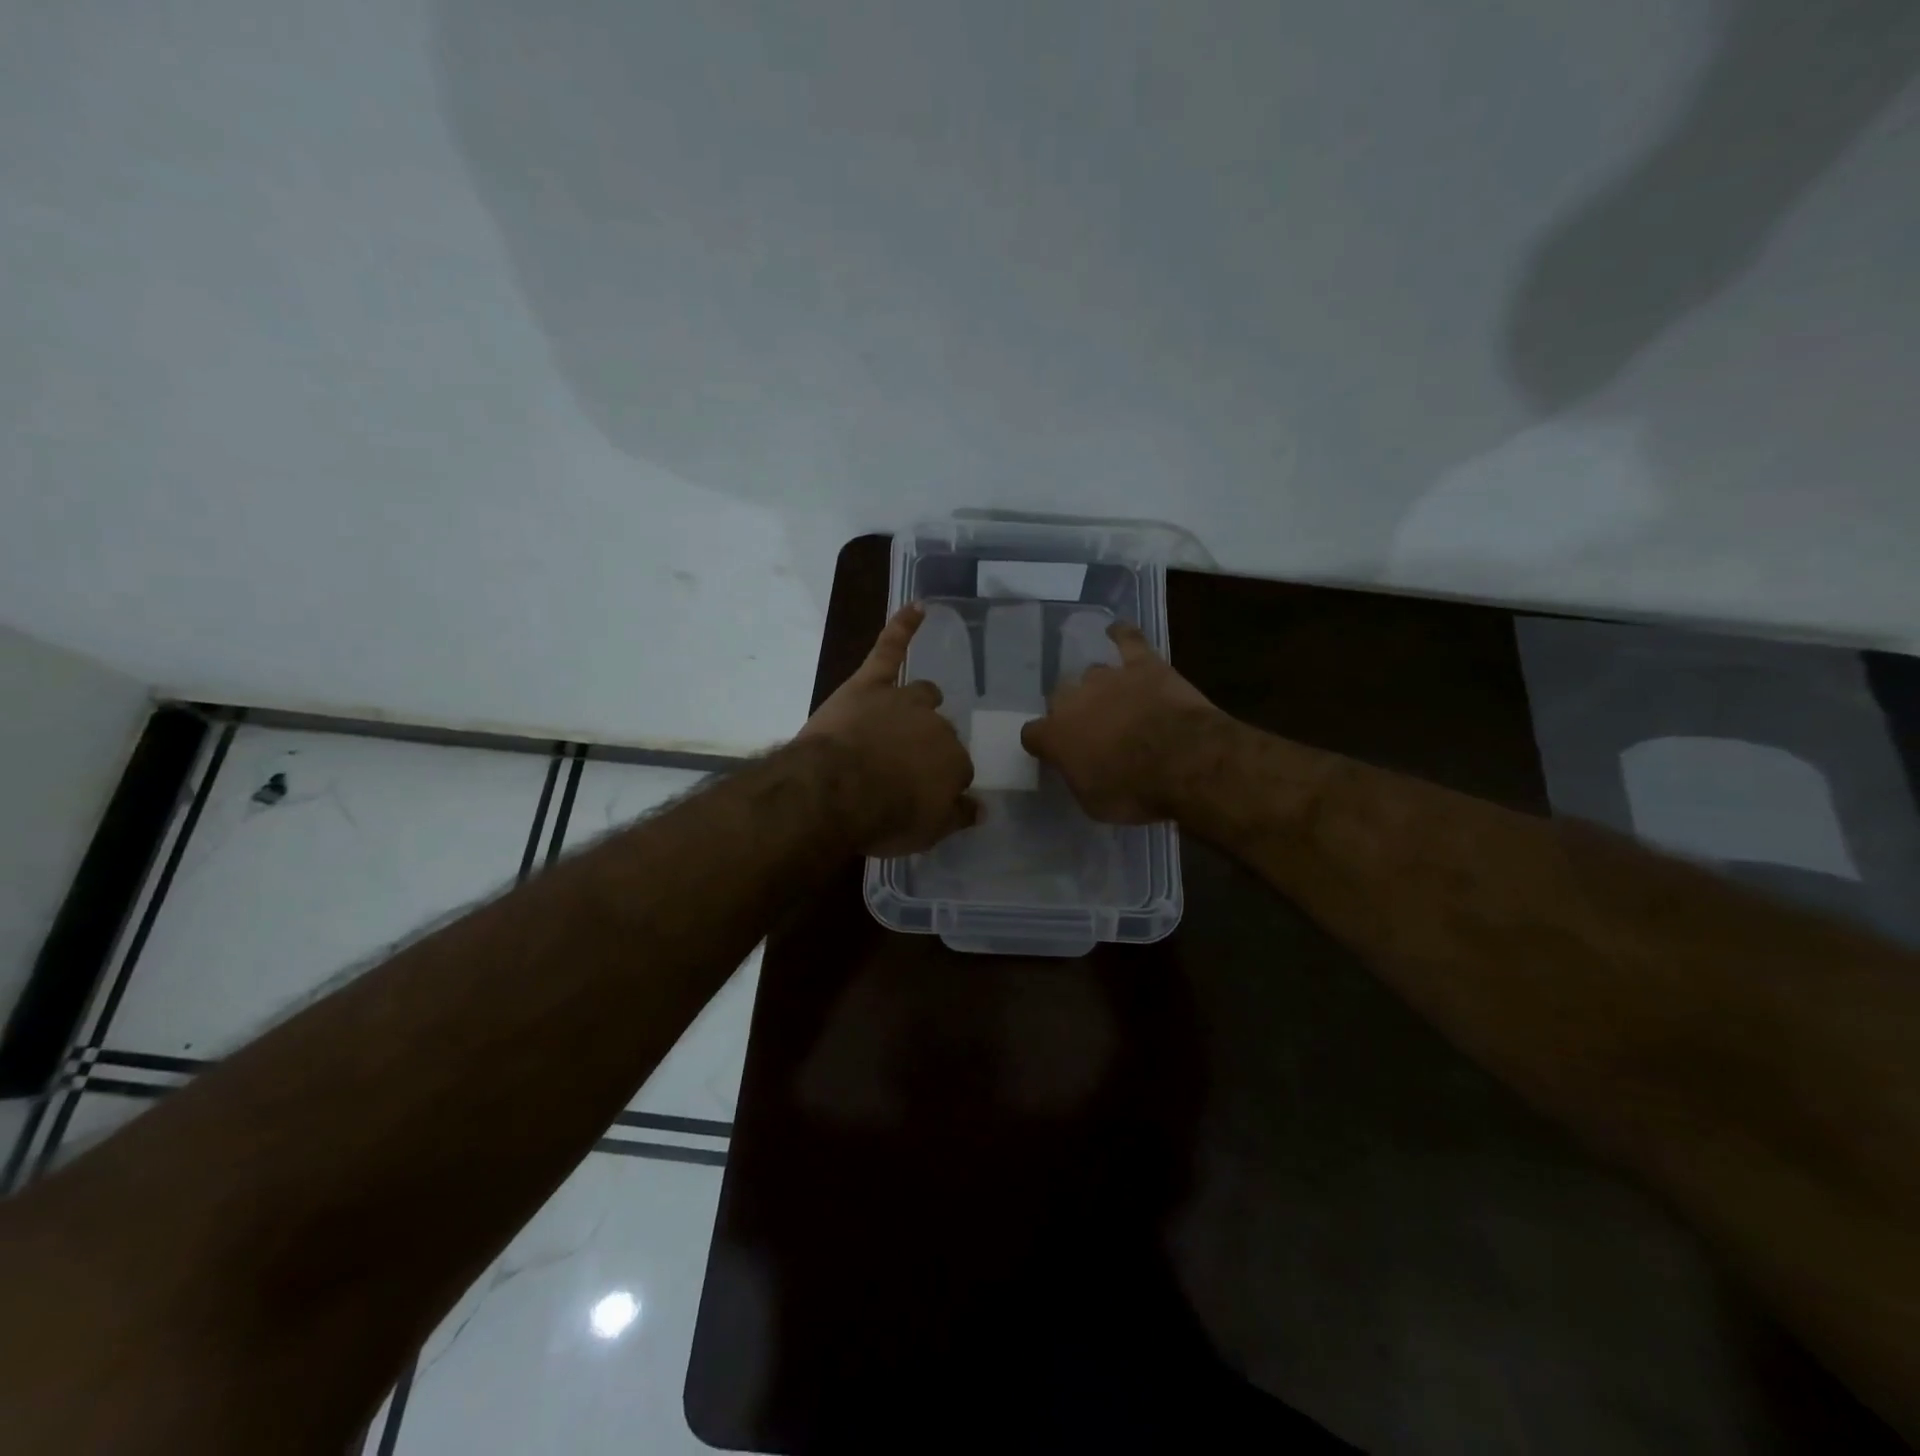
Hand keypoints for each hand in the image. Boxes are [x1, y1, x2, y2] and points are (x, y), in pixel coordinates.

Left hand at [799, 604, 979, 854]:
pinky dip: (903, 627)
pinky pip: (890, 648)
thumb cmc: (883, 817)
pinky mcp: (870, 683)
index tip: (923, 796)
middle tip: (904, 767)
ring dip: (921, 702)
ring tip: (909, 713)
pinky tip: (917, 607)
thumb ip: (957, 816)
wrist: (835, 790)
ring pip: (923, 694)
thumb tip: (981, 808)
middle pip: (941, 732)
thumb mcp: (927, 832)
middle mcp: (937, 727)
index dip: (940, 783)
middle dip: (928, 747)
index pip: (957, 770)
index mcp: (954, 763)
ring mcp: (903, 700)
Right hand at [1021, 622, 1220, 822]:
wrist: (1184, 761)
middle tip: (1092, 730)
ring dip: (1100, 688)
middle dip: (1072, 712)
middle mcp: (1073, 700)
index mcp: (1054, 735)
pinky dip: (1121, 635)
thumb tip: (1078, 767)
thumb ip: (1078, 777)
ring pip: (1092, 674)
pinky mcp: (1143, 664)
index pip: (1032, 734)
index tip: (1054, 753)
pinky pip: (1127, 639)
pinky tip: (1118, 631)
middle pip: (1060, 698)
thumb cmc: (1134, 791)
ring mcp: (1108, 677)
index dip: (1043, 743)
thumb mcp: (1094, 802)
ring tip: (1115, 701)